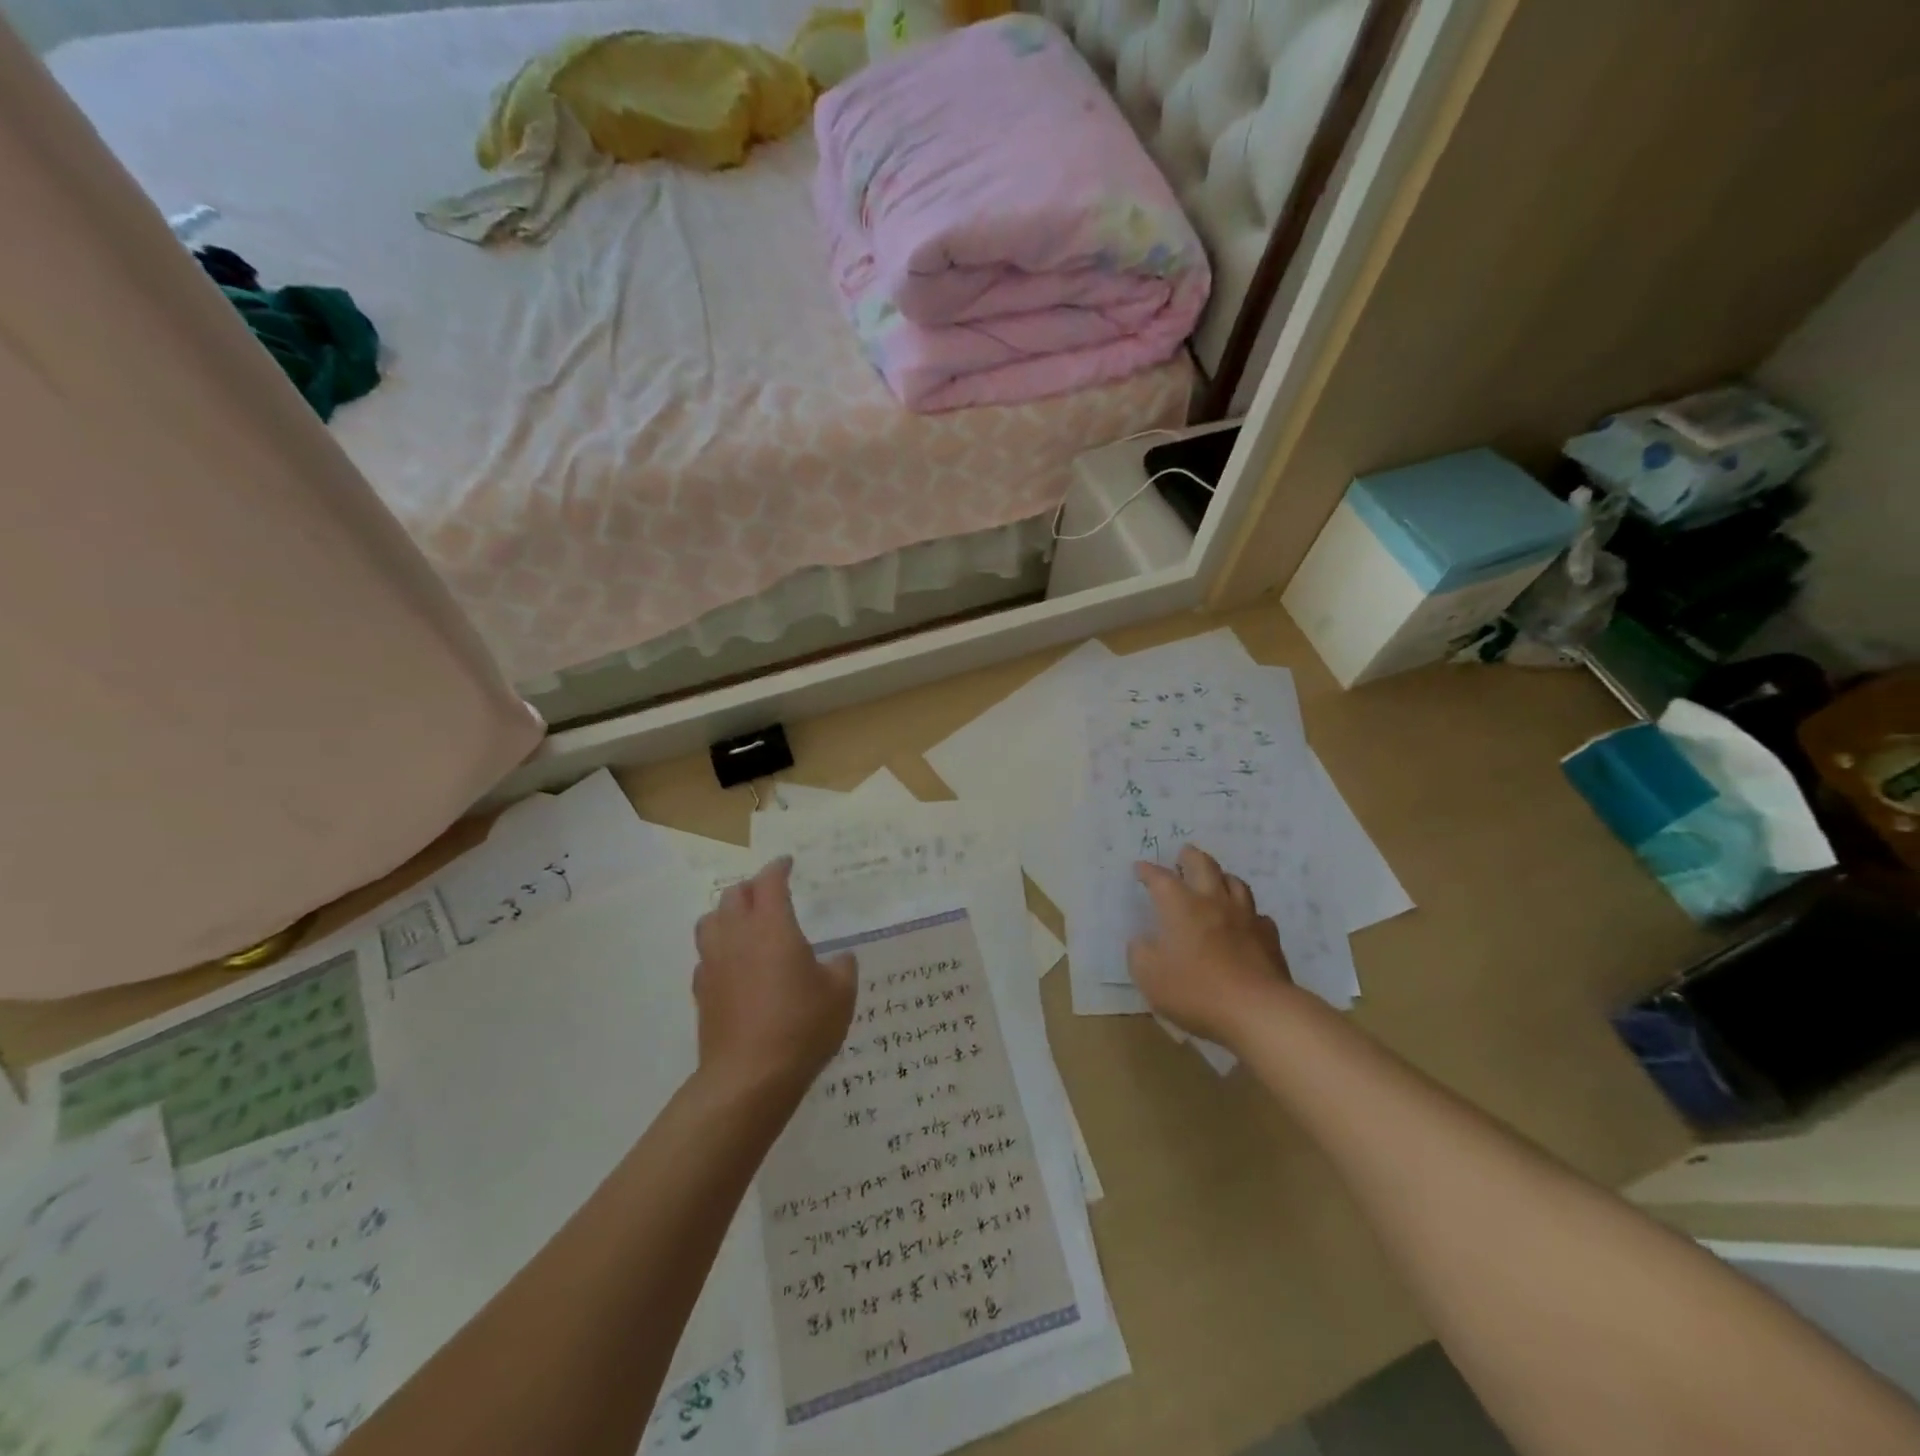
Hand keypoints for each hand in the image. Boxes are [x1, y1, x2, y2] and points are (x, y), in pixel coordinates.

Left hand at [693, 857, 857, 1098]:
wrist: (748, 1078)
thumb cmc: (801, 1026)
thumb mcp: (840, 994)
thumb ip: (842, 967)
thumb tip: (840, 957)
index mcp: (772, 926)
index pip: (769, 882)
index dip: (778, 868)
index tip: (787, 863)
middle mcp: (737, 936)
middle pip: (734, 895)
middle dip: (752, 887)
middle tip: (769, 894)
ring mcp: (714, 963)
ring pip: (710, 920)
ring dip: (727, 913)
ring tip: (745, 923)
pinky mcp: (701, 992)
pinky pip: (705, 955)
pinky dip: (718, 949)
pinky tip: (734, 965)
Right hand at [1128, 844, 1292, 1049]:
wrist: (1257, 1011)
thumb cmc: (1195, 990)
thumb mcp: (1149, 976)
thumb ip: (1140, 953)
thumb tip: (1142, 941)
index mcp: (1180, 906)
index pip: (1160, 878)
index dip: (1148, 871)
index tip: (1140, 868)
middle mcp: (1213, 902)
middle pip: (1203, 865)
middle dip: (1190, 857)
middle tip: (1183, 854)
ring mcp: (1245, 917)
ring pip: (1235, 883)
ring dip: (1221, 877)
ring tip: (1215, 880)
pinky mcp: (1269, 937)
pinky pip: (1258, 915)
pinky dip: (1247, 913)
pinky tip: (1245, 921)